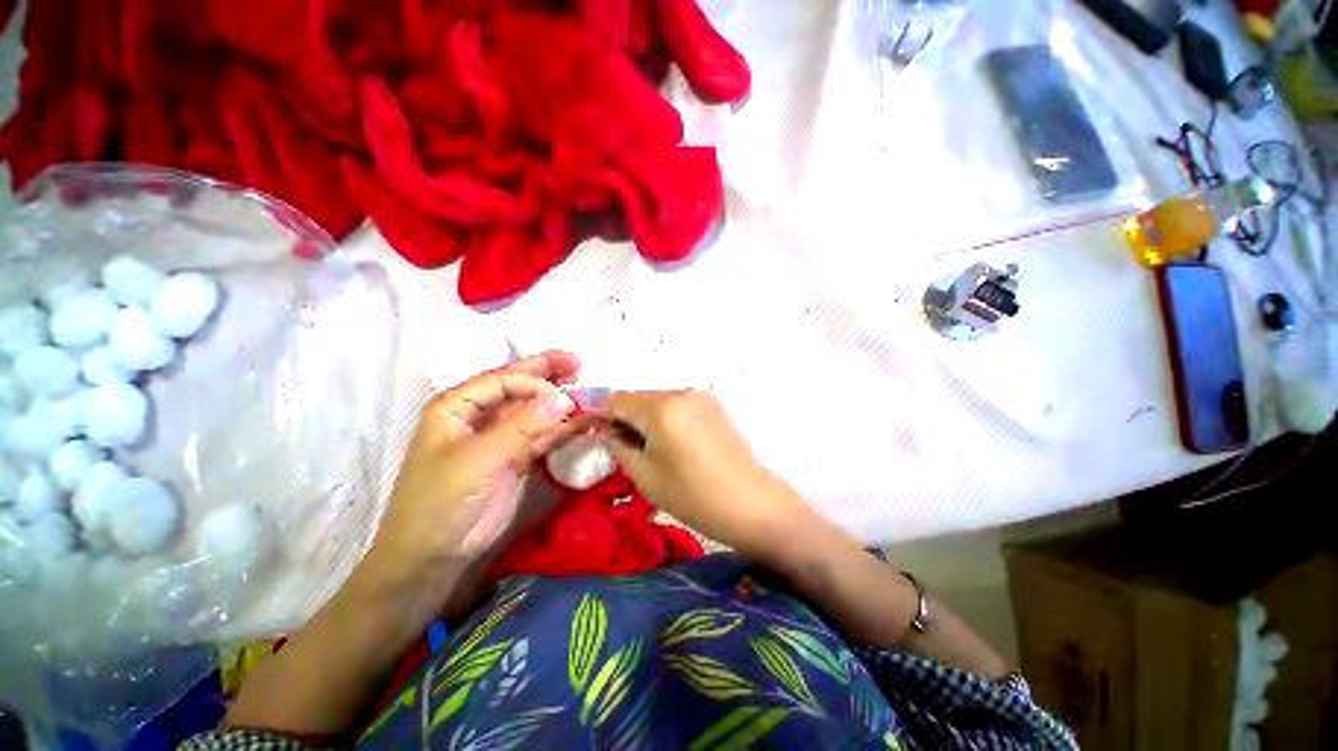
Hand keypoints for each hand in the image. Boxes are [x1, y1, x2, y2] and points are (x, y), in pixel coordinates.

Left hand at [364, 352, 581, 589]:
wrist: (435, 557)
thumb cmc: (443, 501)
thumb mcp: (479, 459)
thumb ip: (522, 426)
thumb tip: (564, 397)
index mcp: (458, 406)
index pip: (503, 380)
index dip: (535, 381)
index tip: (563, 394)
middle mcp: (481, 416)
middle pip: (520, 387)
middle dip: (550, 373)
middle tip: (581, 362)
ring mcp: (501, 437)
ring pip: (536, 411)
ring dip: (562, 403)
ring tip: (591, 392)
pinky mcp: (517, 458)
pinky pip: (545, 436)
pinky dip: (565, 429)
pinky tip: (586, 422)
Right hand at [600, 390, 821, 564]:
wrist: (752, 503)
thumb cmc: (694, 495)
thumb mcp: (646, 476)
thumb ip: (619, 447)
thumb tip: (606, 431)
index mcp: (662, 408)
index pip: (618, 401)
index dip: (600, 415)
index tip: (591, 431)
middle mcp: (681, 392)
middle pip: (639, 398)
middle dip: (623, 417)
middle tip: (617, 444)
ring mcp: (700, 396)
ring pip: (658, 400)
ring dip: (644, 417)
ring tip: (644, 446)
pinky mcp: (713, 405)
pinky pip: (677, 404)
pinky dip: (664, 417)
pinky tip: (667, 441)